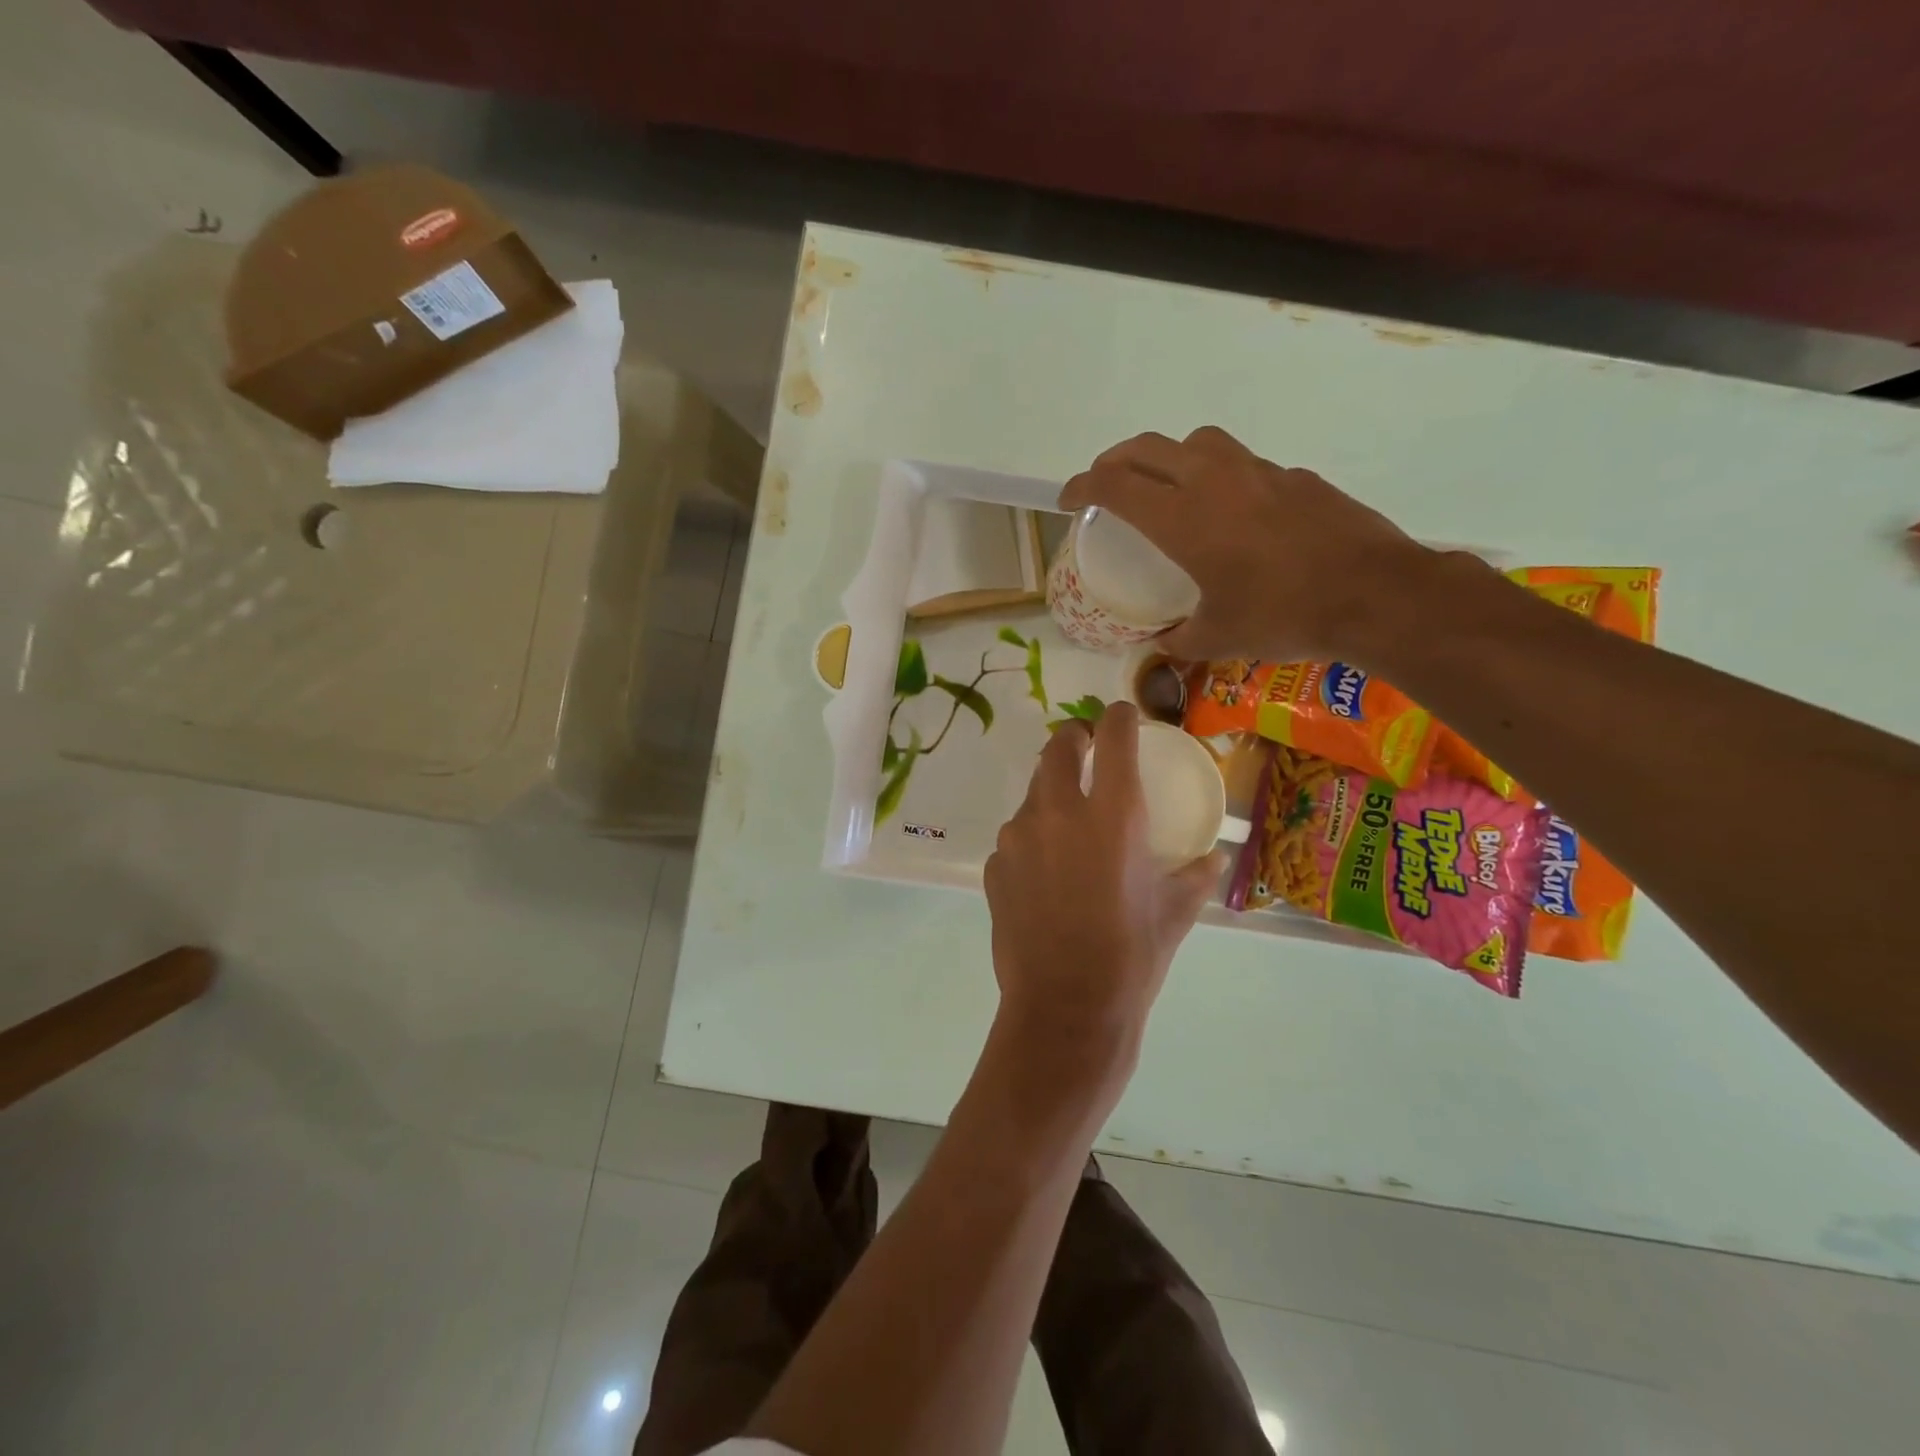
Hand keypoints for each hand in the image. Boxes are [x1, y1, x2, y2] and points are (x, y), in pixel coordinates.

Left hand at [983, 703, 1224, 1092]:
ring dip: (1053, 793)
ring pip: (1033, 792)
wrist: (1064, 1009)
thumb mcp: (1176, 912)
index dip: (1119, 717)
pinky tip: (1048, 874)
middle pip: (1058, 746)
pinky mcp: (994, 865)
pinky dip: (1034, 839)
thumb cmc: (1131, 958)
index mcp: (1112, 814)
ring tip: (1071, 824)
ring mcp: (1018, 837)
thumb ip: (1197, 874)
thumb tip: (1213, 857)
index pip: (1112, 735)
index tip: (1124, 718)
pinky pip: (1016, 836)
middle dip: (1075, 738)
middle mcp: (1058, 811)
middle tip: (1088, 751)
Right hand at [1059, 426, 1428, 663]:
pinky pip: (1240, 463)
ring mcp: (1257, 471)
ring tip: (1166, 487)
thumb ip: (1179, 640)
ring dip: (1167, 457)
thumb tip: (1160, 645)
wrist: (1374, 593)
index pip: (1113, 484)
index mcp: (1182, 518)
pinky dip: (1218, 477)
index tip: (1067, 501)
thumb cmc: (1282, 615)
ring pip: (1195, 442)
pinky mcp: (1293, 476)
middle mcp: (1212, 480)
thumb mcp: (1218, 638)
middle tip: (1103, 485)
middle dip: (1113, 461)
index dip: (1081, 486)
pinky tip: (1232, 513)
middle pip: (1146, 448)